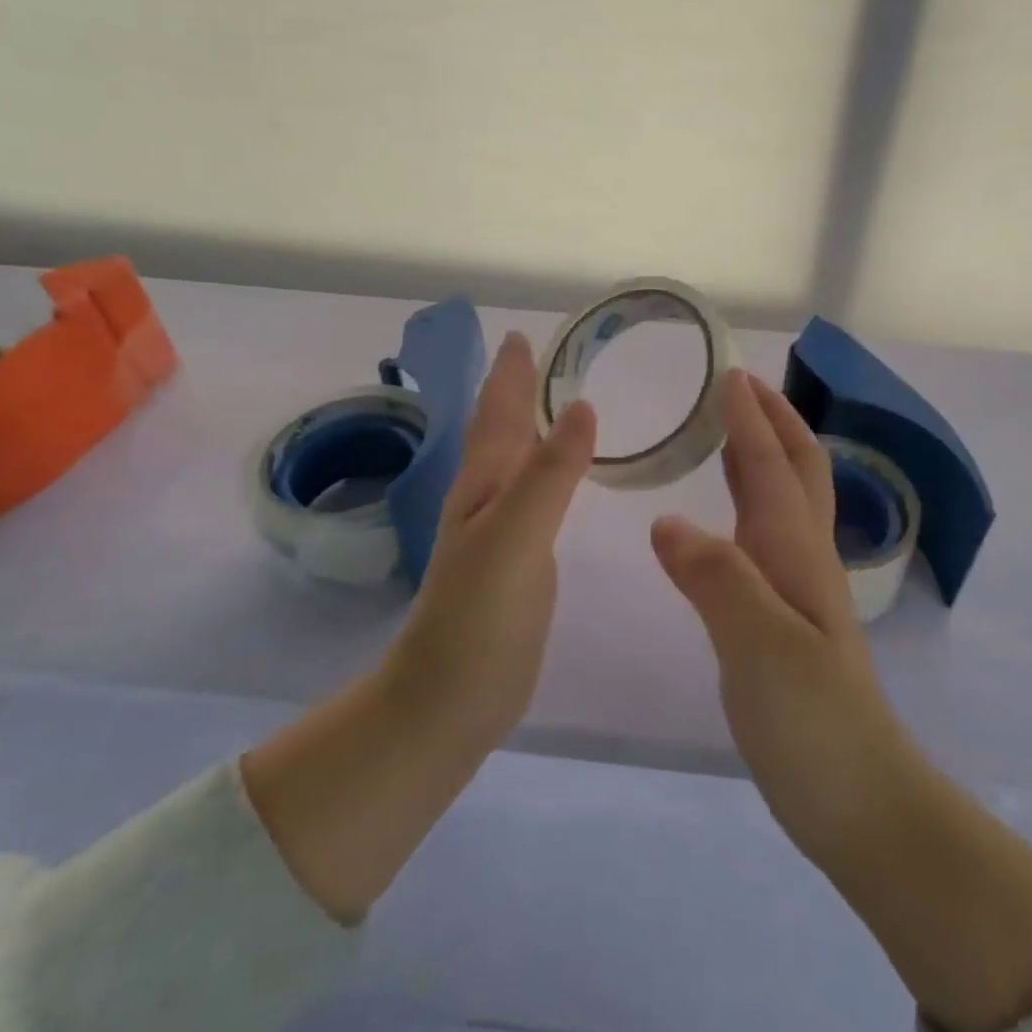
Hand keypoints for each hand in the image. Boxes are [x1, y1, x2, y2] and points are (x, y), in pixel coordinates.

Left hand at [384, 329, 597, 746]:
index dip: (510, 373)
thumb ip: (549, 474)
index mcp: (483, 482)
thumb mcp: (515, 537)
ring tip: (557, 400)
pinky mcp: (518, 559)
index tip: (523, 333)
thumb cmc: (478, 616)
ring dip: (532, 425)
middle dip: (519, 389)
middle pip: (502, 428)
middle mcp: (487, 496)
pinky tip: (561, 475)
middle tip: (545, 356)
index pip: (497, 411)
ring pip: (517, 460)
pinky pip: (536, 495)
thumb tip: (581, 404)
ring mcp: (501, 529)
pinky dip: (548, 471)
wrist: (449, 698)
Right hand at [652, 370, 1031, 1031]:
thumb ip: (717, 580)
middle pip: (796, 469)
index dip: (750, 419)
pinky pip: (768, 536)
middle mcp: (803, 557)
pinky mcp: (788, 618)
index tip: (728, 373)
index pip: (771, 466)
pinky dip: (751, 502)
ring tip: (732, 431)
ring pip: (786, 499)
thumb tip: (667, 522)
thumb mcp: (760, 649)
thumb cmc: (813, 723)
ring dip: (765, 454)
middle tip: (739, 388)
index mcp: (795, 551)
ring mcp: (800, 588)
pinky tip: (729, 516)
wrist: (860, 799)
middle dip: (773, 421)